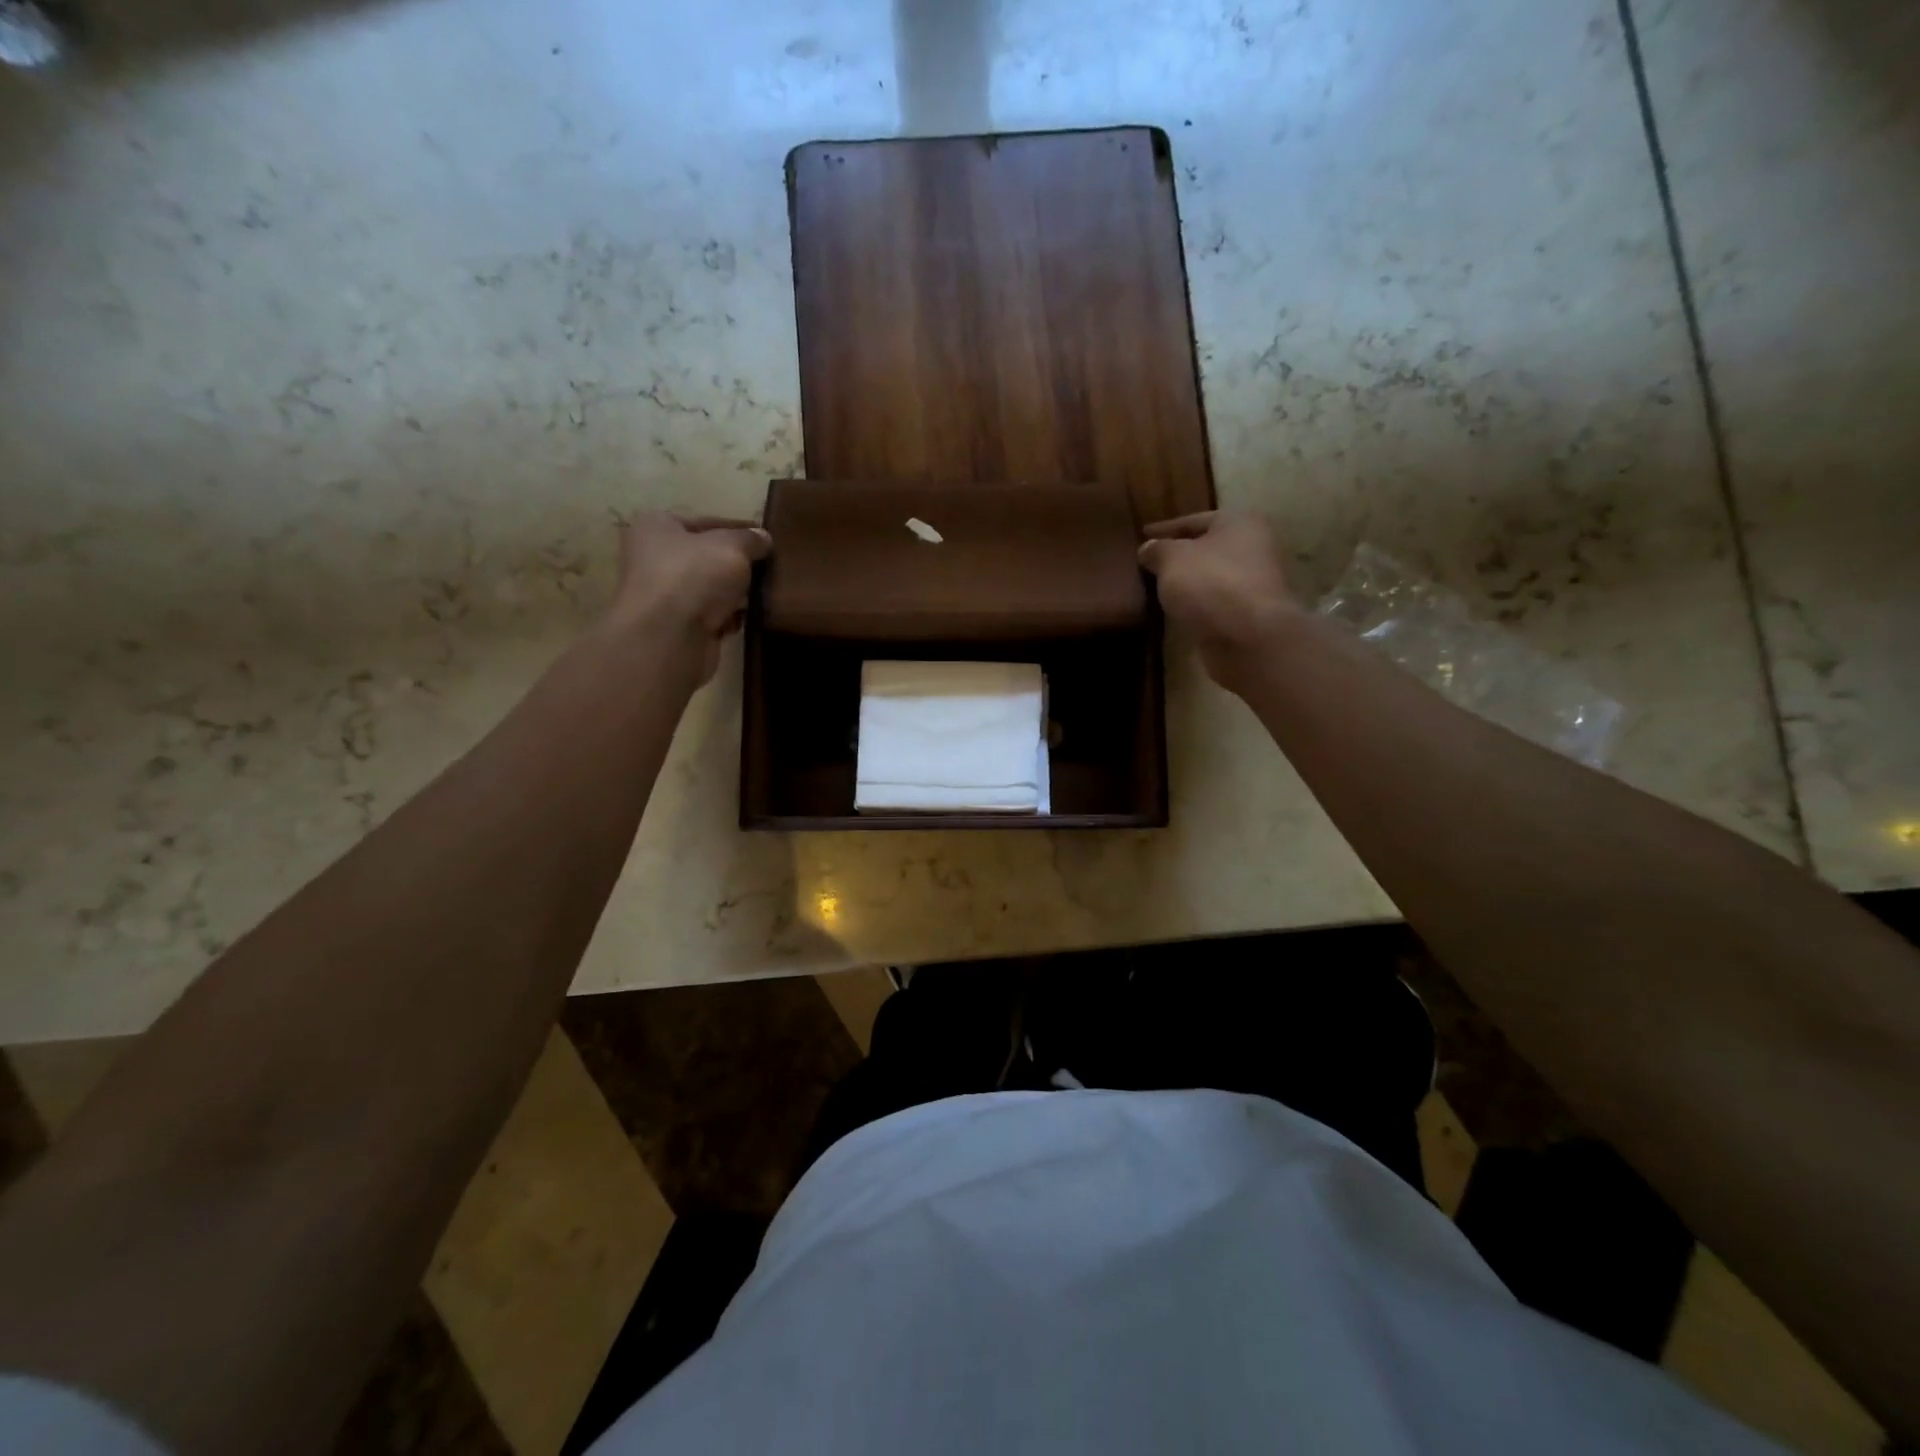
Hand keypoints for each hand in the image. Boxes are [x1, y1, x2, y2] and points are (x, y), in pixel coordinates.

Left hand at [610, 512, 772, 682]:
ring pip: (711, 589)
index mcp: (656, 527)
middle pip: (707, 557)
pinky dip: (729, 617)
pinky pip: (711, 617)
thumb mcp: (732, 546)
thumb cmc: (693, 576)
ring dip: (737, 594)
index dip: (738, 528)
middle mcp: (654, 559)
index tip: (766, 540)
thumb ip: (750, 539)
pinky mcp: (677, 628)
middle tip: (770, 569)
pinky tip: (748, 618)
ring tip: (764, 594)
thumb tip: (763, 538)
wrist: (669, 638)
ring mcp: (665, 596)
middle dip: (738, 565)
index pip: (705, 522)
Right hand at [1138, 511, 1300, 691]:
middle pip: (1207, 549)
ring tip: (1158, 589)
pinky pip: (1215, 604)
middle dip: (1179, 556)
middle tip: (1149, 564)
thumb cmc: (1211, 583)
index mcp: (1240, 522)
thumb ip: (1157, 550)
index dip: (1165, 528)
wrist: (1249, 637)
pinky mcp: (1250, 615)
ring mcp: (1255, 584)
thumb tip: (1147, 549)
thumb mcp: (1172, 559)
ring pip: (1212, 578)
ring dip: (1189, 583)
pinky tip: (1176, 611)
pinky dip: (1197, 605)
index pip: (1194, 520)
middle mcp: (1255, 548)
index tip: (1142, 535)